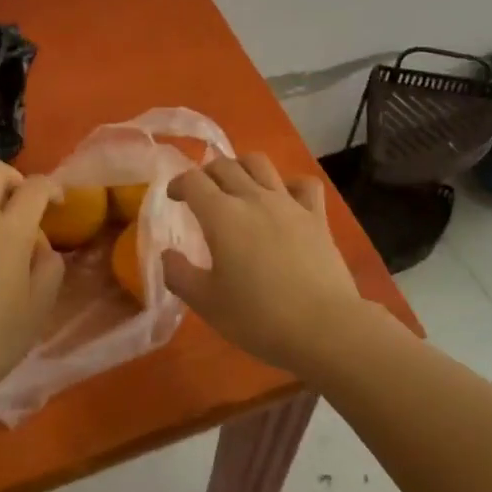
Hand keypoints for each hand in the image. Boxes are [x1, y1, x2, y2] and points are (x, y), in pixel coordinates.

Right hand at [163, 154, 368, 378]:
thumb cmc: (259, 317)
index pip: (193, 180)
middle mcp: (253, 198)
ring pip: (260, 164)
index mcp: (222, 216)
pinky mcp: (316, 216)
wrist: (324, 327)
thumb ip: (180, 275)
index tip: (174, 198)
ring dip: (242, 166)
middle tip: (201, 192)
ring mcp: (288, 203)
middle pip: (225, 165)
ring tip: (237, 185)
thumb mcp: (207, 304)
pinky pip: (303, 184)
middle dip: (207, 173)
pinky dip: (289, 184)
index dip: (178, 184)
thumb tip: (167, 254)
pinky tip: (284, 198)